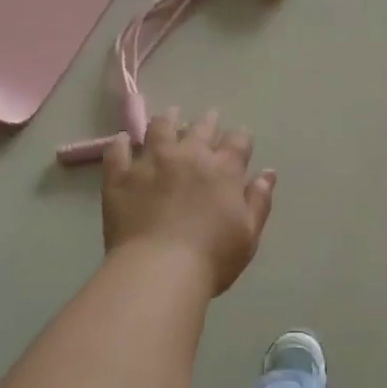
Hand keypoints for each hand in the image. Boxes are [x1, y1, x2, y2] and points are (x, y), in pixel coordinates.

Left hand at [103, 107, 276, 296]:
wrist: (159, 270)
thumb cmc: (212, 257)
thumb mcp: (248, 234)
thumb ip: (259, 200)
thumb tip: (267, 173)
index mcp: (224, 170)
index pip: (238, 142)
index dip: (241, 137)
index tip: (241, 138)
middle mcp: (189, 156)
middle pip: (201, 128)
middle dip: (208, 121)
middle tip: (208, 118)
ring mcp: (151, 162)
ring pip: (160, 128)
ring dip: (168, 120)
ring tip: (169, 117)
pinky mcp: (120, 176)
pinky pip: (118, 151)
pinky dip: (122, 143)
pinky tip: (124, 140)